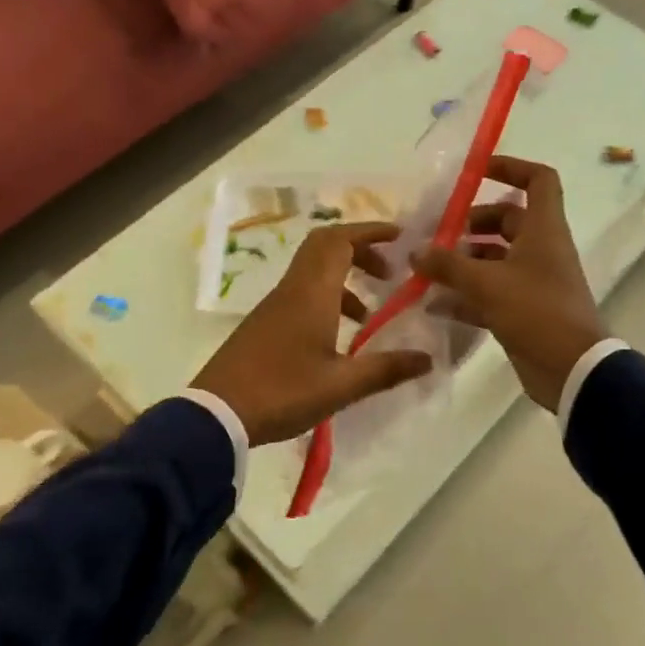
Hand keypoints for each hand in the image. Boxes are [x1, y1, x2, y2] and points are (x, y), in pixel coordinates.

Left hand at [192, 223, 434, 446]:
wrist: (217, 414)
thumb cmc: (283, 392)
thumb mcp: (341, 385)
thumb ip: (386, 369)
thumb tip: (427, 358)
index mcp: (312, 293)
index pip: (340, 240)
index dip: (370, 232)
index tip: (400, 237)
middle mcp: (292, 289)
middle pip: (325, 247)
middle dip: (360, 250)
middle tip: (388, 271)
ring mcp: (274, 305)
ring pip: (313, 271)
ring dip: (344, 279)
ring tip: (368, 313)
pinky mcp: (264, 322)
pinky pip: (301, 293)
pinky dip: (327, 298)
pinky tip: (337, 337)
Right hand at [412, 156, 606, 411]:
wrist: (572, 370)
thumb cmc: (536, 311)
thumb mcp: (487, 283)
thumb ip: (448, 264)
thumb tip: (416, 251)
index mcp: (544, 230)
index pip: (538, 180)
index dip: (511, 168)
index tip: (476, 171)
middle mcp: (541, 250)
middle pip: (507, 221)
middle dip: (471, 224)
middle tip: (437, 234)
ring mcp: (533, 282)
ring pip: (495, 259)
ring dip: (463, 261)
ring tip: (427, 268)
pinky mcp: (524, 311)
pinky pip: (491, 293)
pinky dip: (465, 295)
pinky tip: (434, 303)